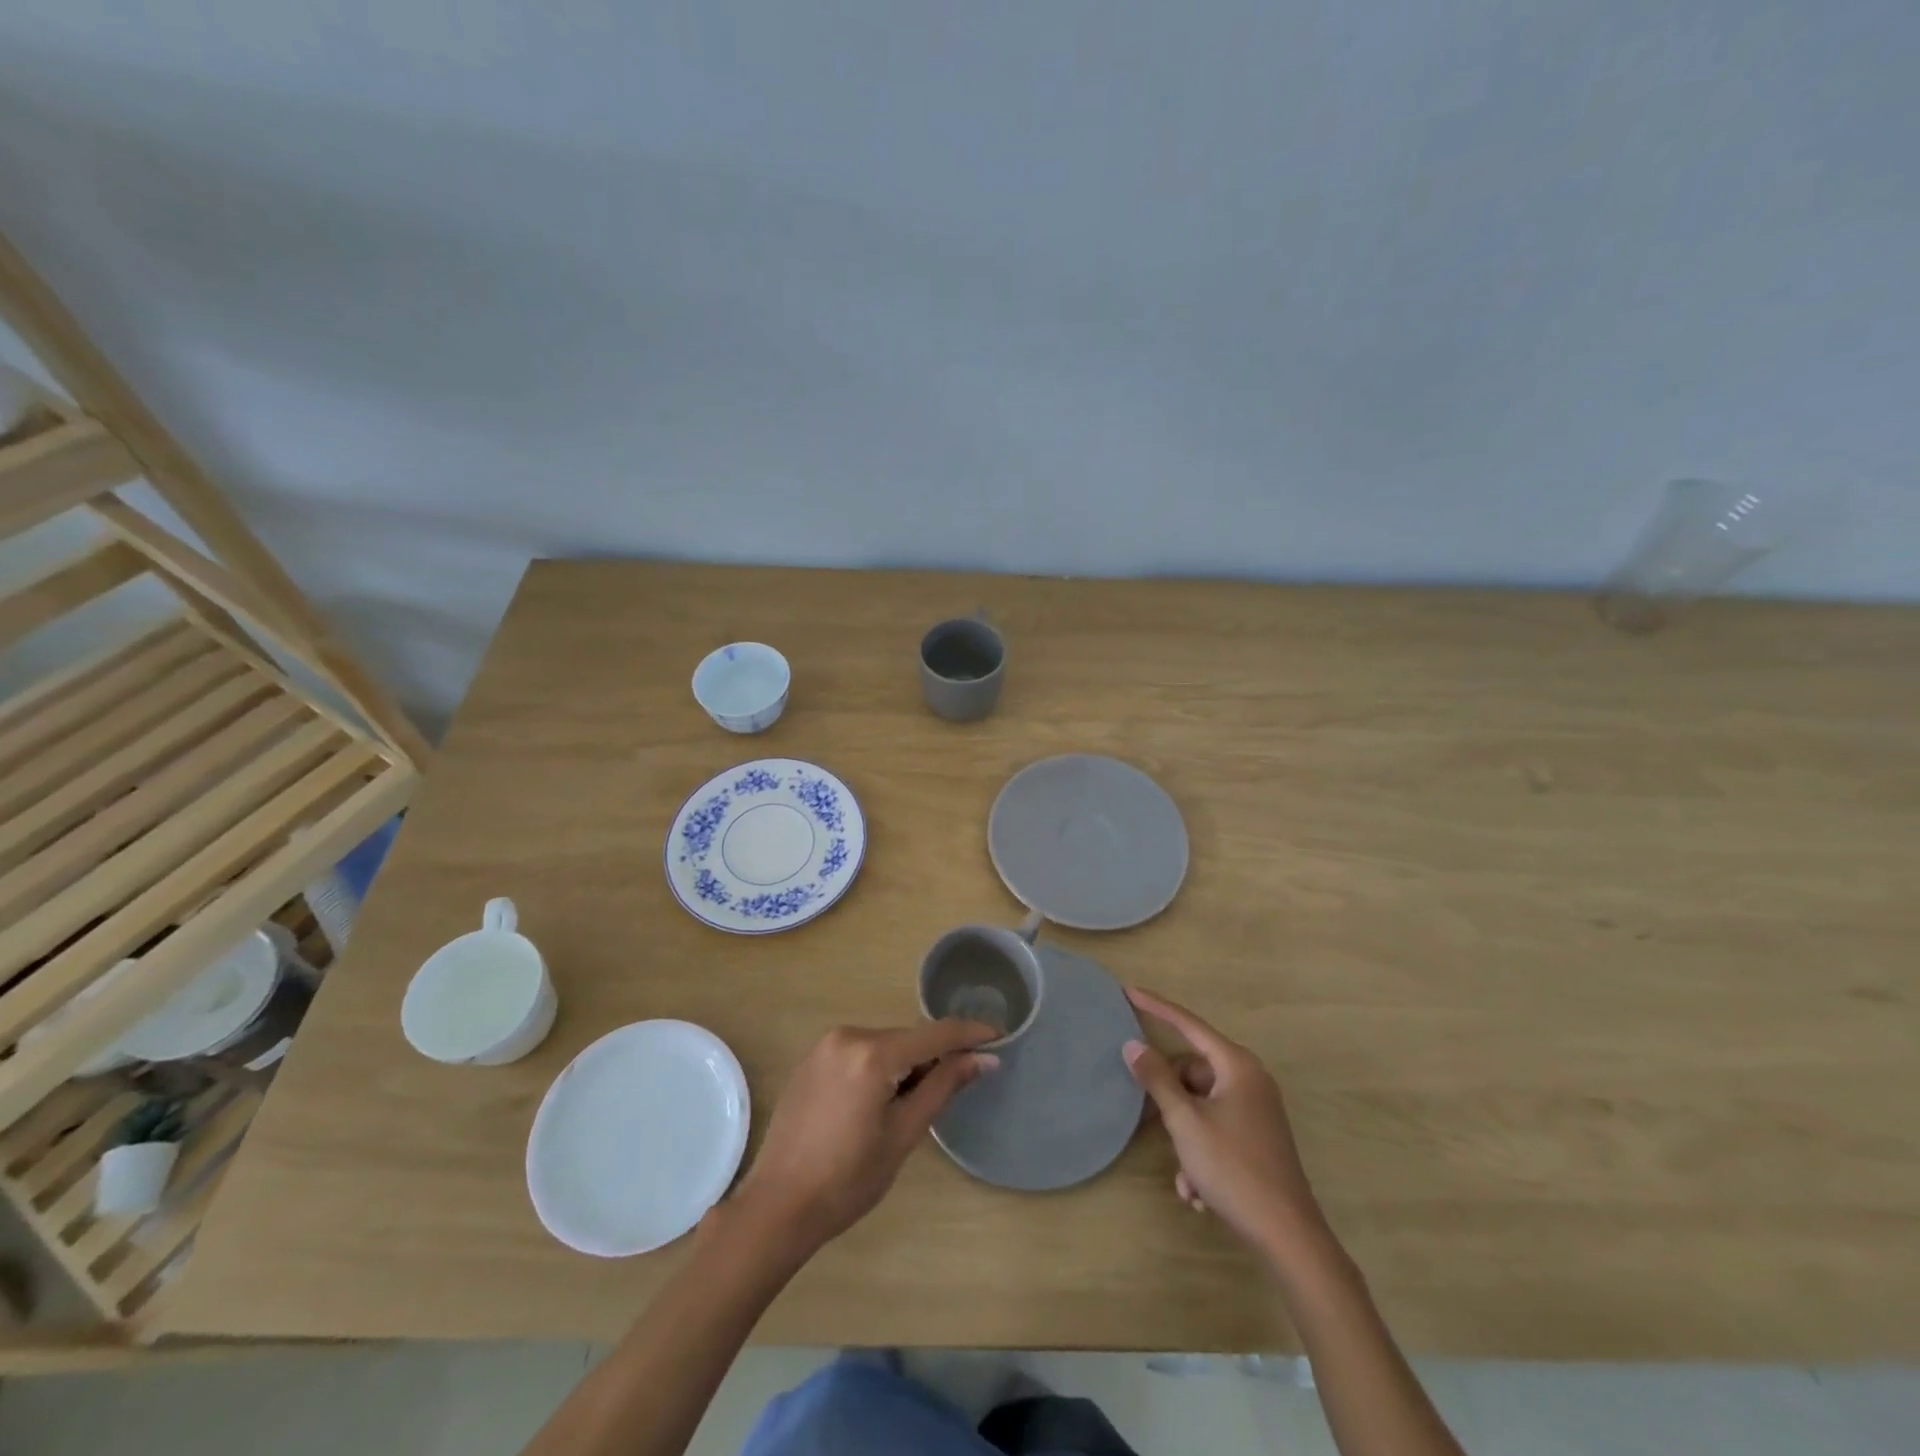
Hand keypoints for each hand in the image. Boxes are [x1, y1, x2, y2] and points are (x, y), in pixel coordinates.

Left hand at [725, 1019, 998, 1259]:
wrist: (777, 1206)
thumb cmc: (847, 1179)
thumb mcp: (904, 1133)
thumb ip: (944, 1086)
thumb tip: (984, 1058)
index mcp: (873, 1053)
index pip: (935, 1033)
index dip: (970, 1033)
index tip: (1000, 1036)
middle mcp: (849, 1035)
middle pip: (908, 1039)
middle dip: (934, 1058)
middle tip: (953, 1089)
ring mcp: (825, 1045)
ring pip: (885, 1045)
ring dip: (906, 1064)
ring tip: (909, 1107)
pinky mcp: (812, 1059)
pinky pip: (860, 1052)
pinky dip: (879, 1067)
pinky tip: (877, 1103)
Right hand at [1123, 988, 1329, 1264]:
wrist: (1289, 1237)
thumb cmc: (1234, 1169)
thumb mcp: (1186, 1122)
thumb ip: (1157, 1079)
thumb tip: (1133, 1045)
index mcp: (1236, 1065)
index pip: (1188, 1023)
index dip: (1156, 1006)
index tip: (1128, 991)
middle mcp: (1249, 1079)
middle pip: (1192, 1069)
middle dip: (1168, 1098)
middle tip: (1145, 1118)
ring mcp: (1256, 1108)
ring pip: (1201, 1103)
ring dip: (1183, 1134)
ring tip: (1182, 1172)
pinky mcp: (1258, 1136)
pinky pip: (1216, 1127)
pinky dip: (1200, 1151)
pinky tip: (1195, 1189)